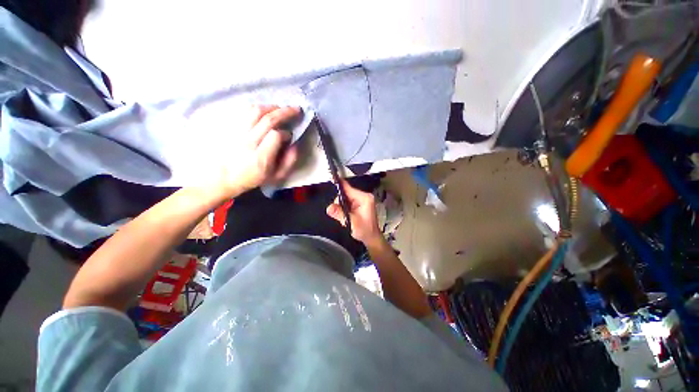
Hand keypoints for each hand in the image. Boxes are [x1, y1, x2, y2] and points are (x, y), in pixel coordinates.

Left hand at [218, 105, 299, 196]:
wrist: (225, 177)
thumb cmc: (254, 178)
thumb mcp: (277, 176)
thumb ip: (289, 161)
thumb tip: (295, 143)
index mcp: (261, 157)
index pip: (275, 136)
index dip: (286, 133)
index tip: (290, 136)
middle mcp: (248, 142)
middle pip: (267, 120)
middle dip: (285, 112)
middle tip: (296, 109)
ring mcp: (238, 133)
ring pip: (255, 112)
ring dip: (272, 107)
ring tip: (281, 108)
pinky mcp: (232, 127)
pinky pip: (246, 112)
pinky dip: (259, 108)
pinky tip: (266, 111)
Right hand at [326, 180, 382, 244]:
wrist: (371, 238)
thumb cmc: (365, 230)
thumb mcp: (351, 222)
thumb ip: (340, 214)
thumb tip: (329, 208)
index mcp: (364, 198)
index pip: (349, 188)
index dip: (339, 185)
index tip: (331, 179)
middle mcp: (363, 197)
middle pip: (346, 193)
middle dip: (340, 202)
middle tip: (340, 214)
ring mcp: (361, 200)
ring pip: (345, 198)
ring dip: (341, 206)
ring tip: (345, 217)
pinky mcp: (359, 204)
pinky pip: (347, 202)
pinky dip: (344, 208)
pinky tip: (346, 216)